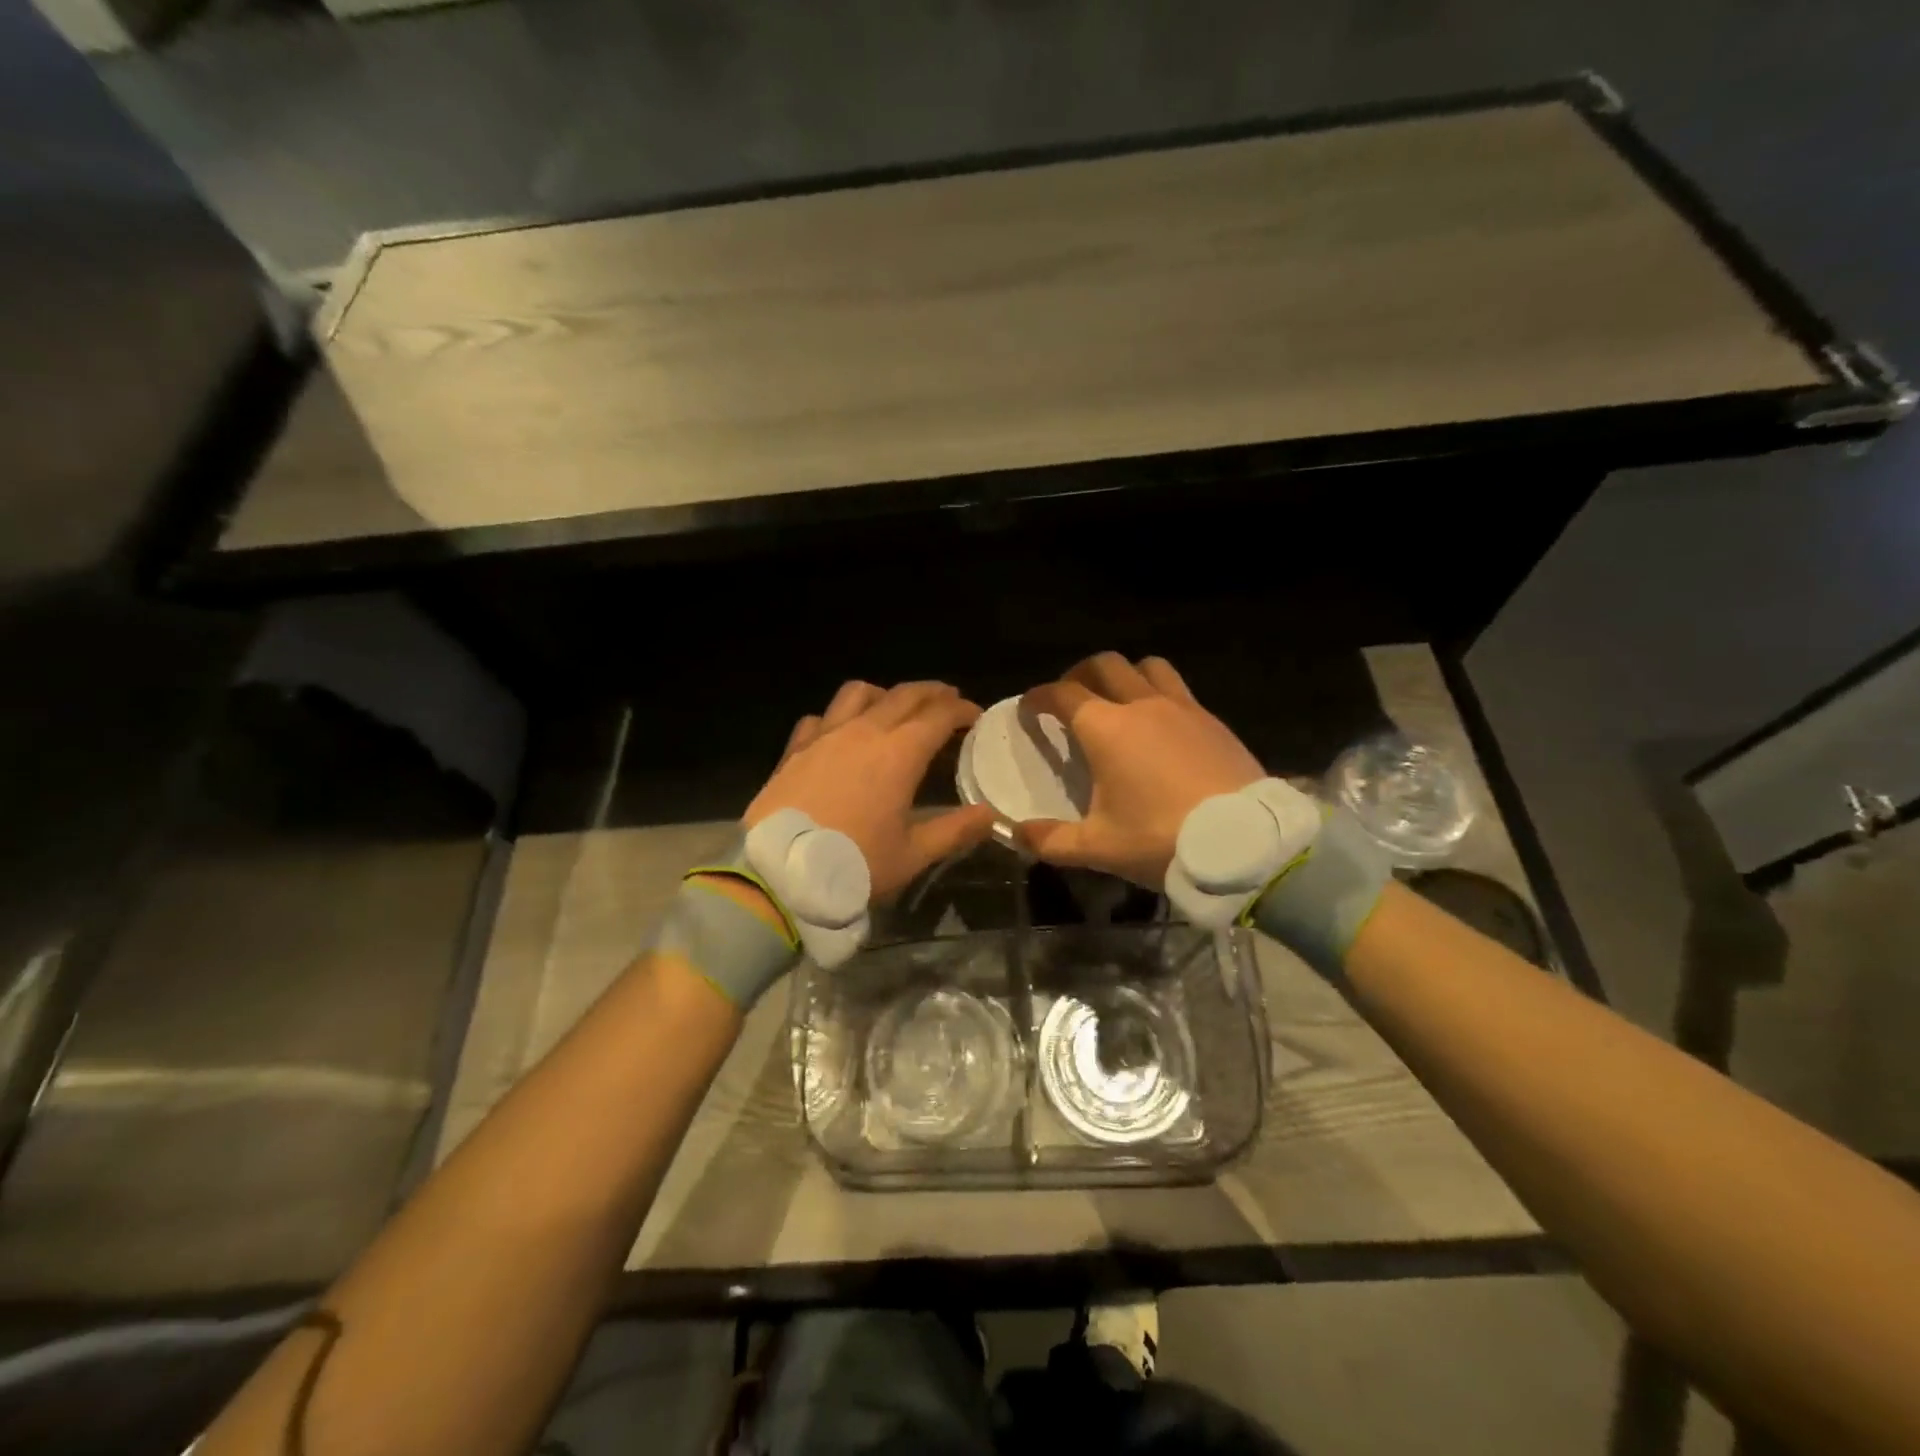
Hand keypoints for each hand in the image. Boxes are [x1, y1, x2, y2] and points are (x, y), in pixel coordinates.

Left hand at [746, 680, 997, 901]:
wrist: (780, 875)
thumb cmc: (854, 865)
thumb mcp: (913, 855)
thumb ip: (955, 831)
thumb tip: (991, 814)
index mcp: (899, 753)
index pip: (939, 715)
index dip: (962, 710)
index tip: (976, 715)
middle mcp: (864, 732)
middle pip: (904, 695)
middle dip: (932, 693)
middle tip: (948, 700)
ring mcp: (825, 735)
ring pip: (858, 693)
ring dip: (885, 694)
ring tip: (894, 708)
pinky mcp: (795, 749)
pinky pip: (821, 717)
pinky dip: (838, 717)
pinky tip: (841, 734)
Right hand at [1016, 653, 1262, 887]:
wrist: (1244, 843)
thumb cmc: (1161, 839)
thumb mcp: (1098, 848)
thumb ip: (1051, 840)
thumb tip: (1016, 833)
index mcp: (1105, 728)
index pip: (1062, 694)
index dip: (1039, 697)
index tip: (1029, 709)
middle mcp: (1141, 704)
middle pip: (1104, 665)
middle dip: (1079, 675)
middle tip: (1070, 698)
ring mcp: (1182, 707)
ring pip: (1147, 667)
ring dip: (1125, 675)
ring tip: (1118, 700)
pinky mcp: (1212, 720)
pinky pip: (1179, 689)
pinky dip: (1159, 694)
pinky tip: (1161, 726)